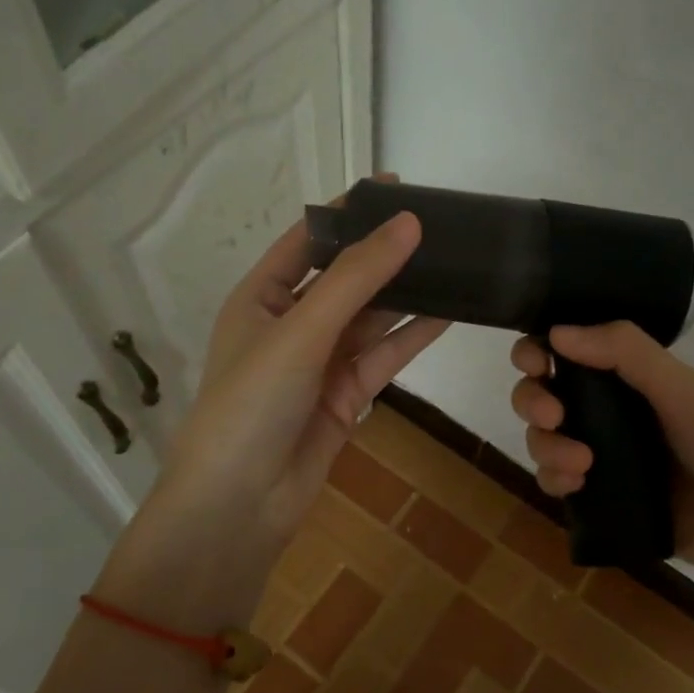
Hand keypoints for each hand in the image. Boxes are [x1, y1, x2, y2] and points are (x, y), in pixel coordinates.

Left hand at [123, 182, 447, 580]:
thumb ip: (356, 278)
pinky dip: (413, 336)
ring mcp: (321, 361)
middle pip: (346, 277)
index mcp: (261, 297)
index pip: (309, 240)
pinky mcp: (346, 396)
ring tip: (454, 262)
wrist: (240, 505)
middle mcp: (291, 323)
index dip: (348, 213)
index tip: (396, 187)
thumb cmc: (253, 403)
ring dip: (407, 293)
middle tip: (439, 224)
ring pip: (371, 317)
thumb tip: (407, 223)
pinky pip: (384, 356)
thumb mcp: (301, 330)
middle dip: (386, 253)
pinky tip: (450, 314)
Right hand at [509, 323, 693, 586]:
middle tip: (553, 415)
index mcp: (628, 376)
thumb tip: (556, 330)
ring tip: (579, 463)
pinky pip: (556, 481)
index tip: (535, 363)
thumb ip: (626, 353)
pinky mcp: (599, 497)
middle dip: (534, 400)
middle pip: (543, 394)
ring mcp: (601, 454)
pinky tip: (573, 485)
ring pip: (543, 439)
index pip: (566, 352)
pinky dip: (553, 478)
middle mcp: (607, 410)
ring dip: (545, 445)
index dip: (538, 352)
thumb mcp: (684, 390)